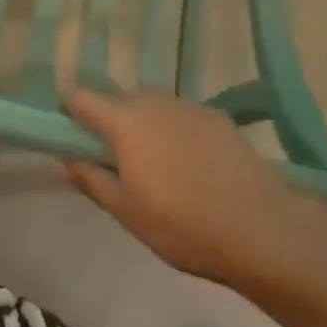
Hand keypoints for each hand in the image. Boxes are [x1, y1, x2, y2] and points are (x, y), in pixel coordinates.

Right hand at [61, 88, 326, 289]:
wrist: (262, 228)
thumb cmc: (184, 226)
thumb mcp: (127, 213)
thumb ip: (91, 180)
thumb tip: (64, 158)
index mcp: (123, 121)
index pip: (80, 97)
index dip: (68, 110)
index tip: (67, 132)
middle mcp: (151, 100)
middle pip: (116, 99)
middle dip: (108, 122)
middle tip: (116, 161)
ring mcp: (185, 104)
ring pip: (149, 105)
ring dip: (142, 124)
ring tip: (156, 165)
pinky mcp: (215, 115)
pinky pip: (179, 115)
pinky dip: (173, 130)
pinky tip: (190, 165)